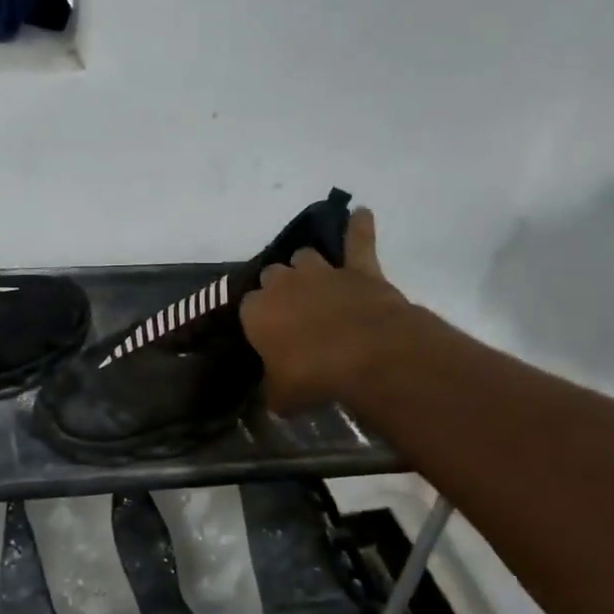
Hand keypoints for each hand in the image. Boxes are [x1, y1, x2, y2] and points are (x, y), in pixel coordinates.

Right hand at [240, 209, 421, 413]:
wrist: (366, 354)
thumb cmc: (312, 376)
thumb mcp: (282, 395)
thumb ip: (275, 390)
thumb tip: (275, 398)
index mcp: (257, 312)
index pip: (247, 308)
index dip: (257, 320)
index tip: (266, 335)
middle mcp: (283, 284)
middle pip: (272, 275)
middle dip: (279, 289)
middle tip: (290, 311)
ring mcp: (321, 272)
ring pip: (305, 256)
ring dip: (307, 266)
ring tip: (313, 280)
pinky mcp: (358, 269)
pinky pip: (358, 240)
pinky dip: (359, 228)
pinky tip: (361, 214)